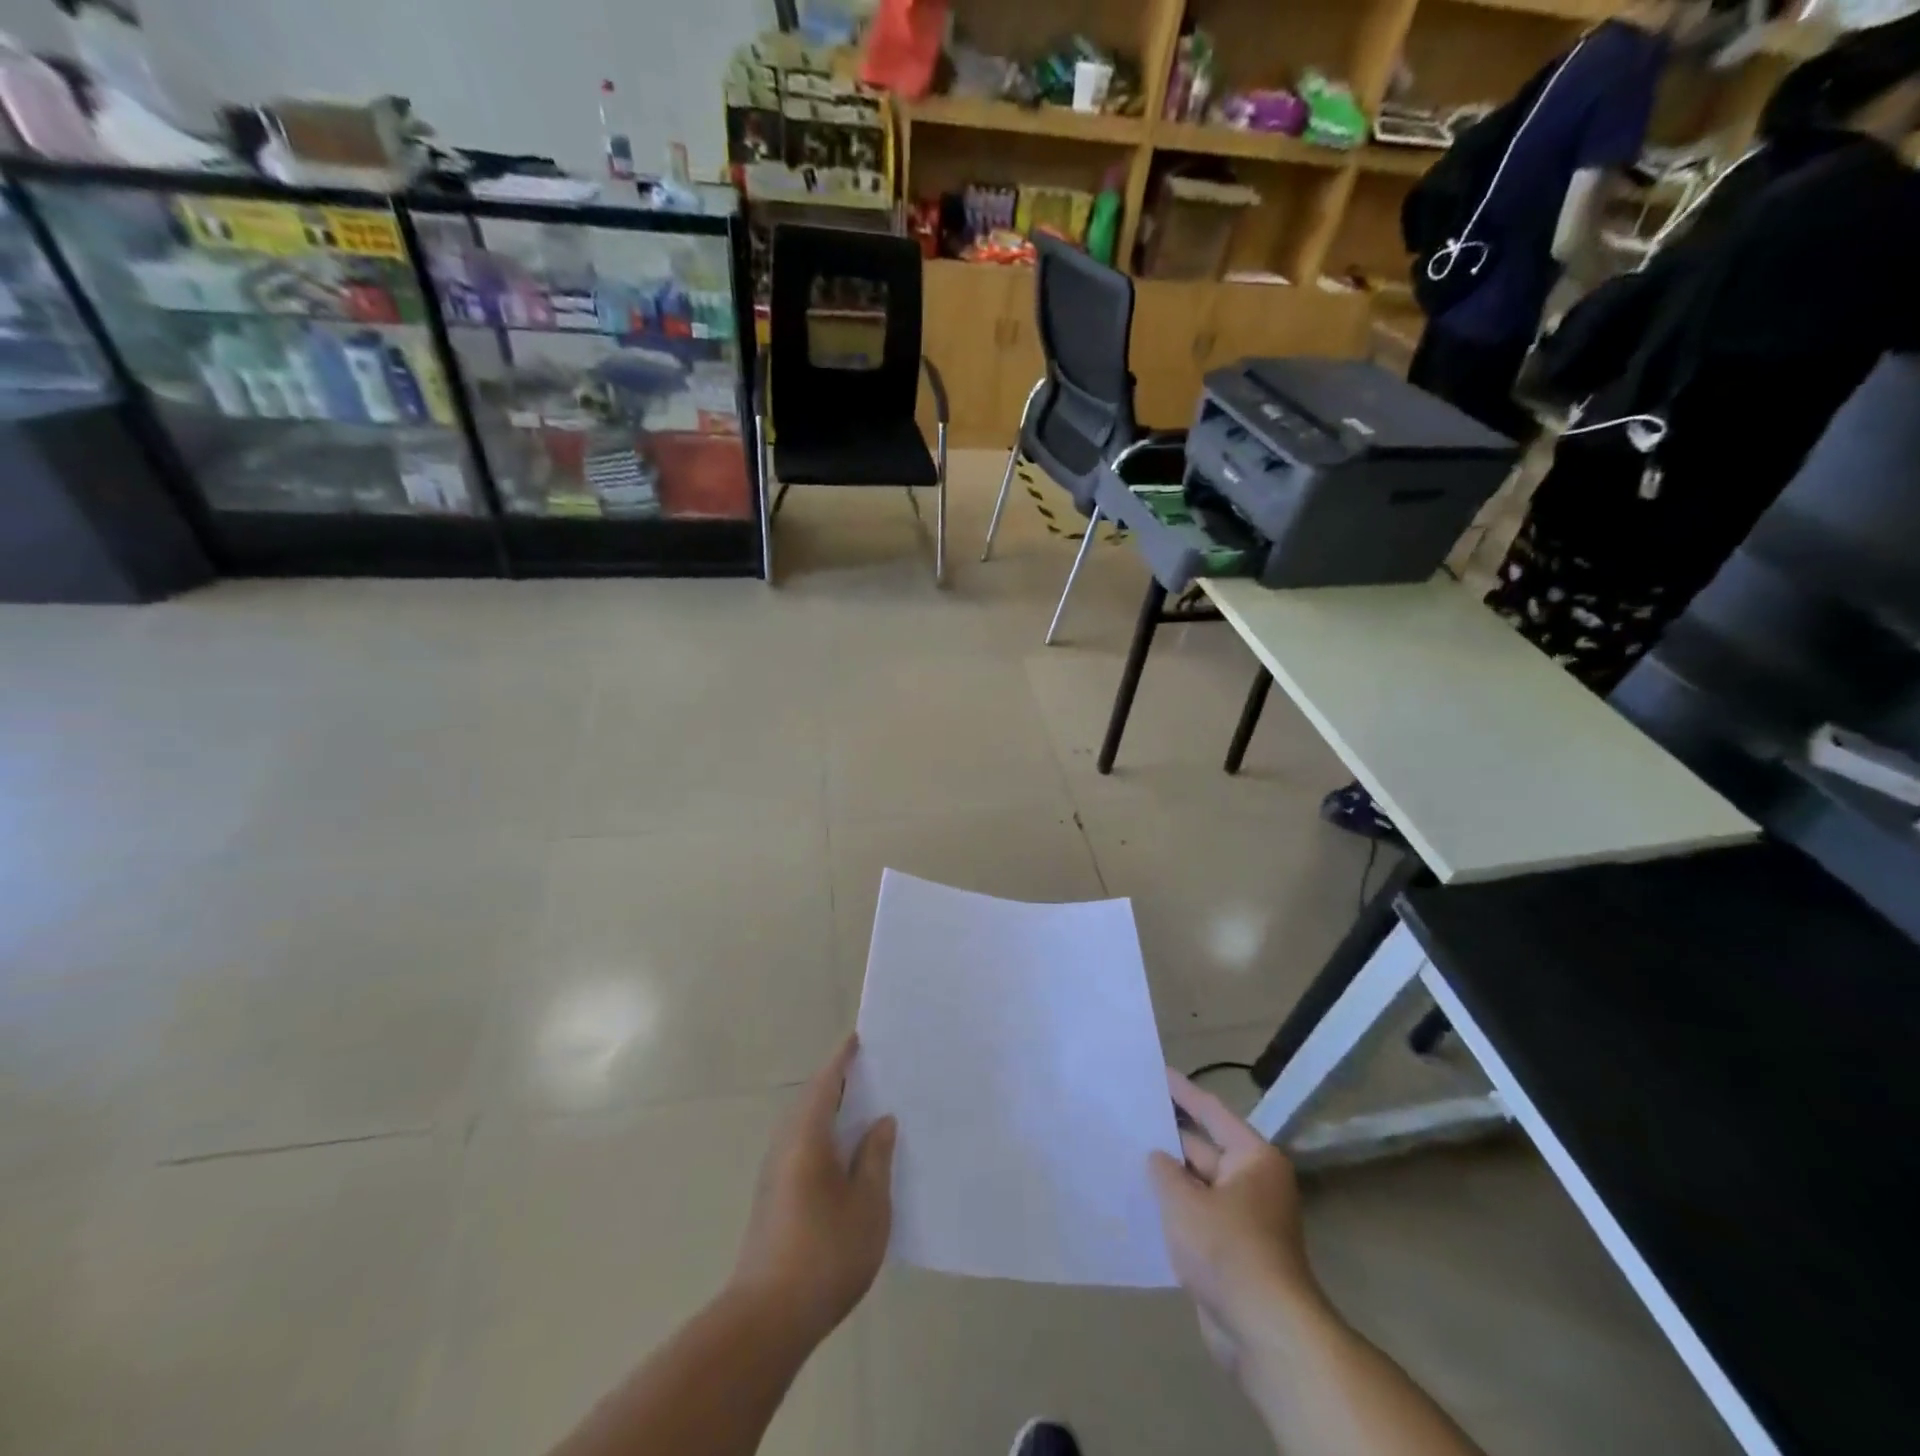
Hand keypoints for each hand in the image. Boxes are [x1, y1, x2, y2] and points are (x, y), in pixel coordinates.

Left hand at [732, 1034, 895, 1344]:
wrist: (768, 1318)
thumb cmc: (825, 1252)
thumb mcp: (868, 1203)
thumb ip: (876, 1157)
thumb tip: (880, 1121)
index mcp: (807, 1136)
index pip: (826, 1082)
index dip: (843, 1059)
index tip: (859, 1038)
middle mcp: (785, 1145)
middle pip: (813, 1100)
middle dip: (839, 1082)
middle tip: (873, 1072)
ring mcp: (775, 1173)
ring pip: (806, 1126)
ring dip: (831, 1111)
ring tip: (865, 1109)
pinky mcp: (774, 1197)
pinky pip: (802, 1147)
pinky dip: (825, 1136)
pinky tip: (847, 1156)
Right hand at [1148, 1069, 1320, 1375]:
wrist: (1264, 1331)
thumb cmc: (1227, 1249)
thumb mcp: (1184, 1201)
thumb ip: (1164, 1170)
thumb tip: (1157, 1157)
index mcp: (1253, 1158)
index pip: (1211, 1112)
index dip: (1183, 1091)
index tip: (1156, 1072)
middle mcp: (1253, 1182)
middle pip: (1204, 1148)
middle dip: (1168, 1137)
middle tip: (1129, 1117)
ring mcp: (1244, 1219)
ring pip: (1197, 1186)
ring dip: (1167, 1177)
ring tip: (1125, 1155)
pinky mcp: (1232, 1253)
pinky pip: (1197, 1218)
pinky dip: (1173, 1211)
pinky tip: (1140, 1204)